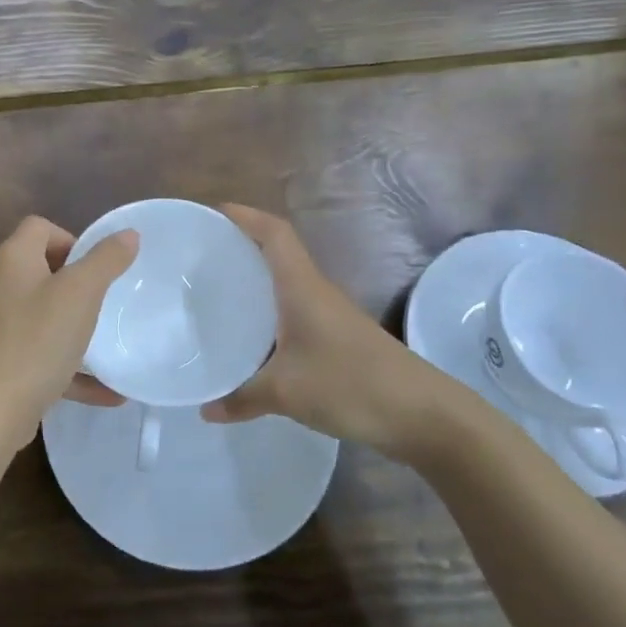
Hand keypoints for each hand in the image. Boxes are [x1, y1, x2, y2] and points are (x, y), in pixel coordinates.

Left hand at [0, 216, 135, 451]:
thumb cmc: (37, 340)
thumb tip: (129, 233)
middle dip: (74, 284)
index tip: (94, 267)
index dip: (70, 238)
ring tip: (105, 341)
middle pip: (39, 270)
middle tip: (102, 301)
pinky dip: (70, 368)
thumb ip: (106, 260)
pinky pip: (41, 356)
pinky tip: (106, 392)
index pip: (39, 227)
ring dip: (74, 327)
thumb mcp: (81, 294)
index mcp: (13, 260)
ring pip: (41, 316)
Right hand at [201, 205, 449, 454]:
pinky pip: (295, 313)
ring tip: (218, 292)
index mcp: (302, 287)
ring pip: (286, 285)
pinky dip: (270, 314)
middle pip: (278, 253)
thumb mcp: (286, 392)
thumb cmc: (351, 384)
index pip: (274, 233)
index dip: (245, 216)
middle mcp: (316, 291)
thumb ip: (241, 397)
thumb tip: (206, 409)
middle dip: (242, 246)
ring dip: (256, 281)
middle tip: (202, 256)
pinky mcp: (338, 339)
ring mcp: (330, 315)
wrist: (423, 413)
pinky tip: (253, 338)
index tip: (213, 213)